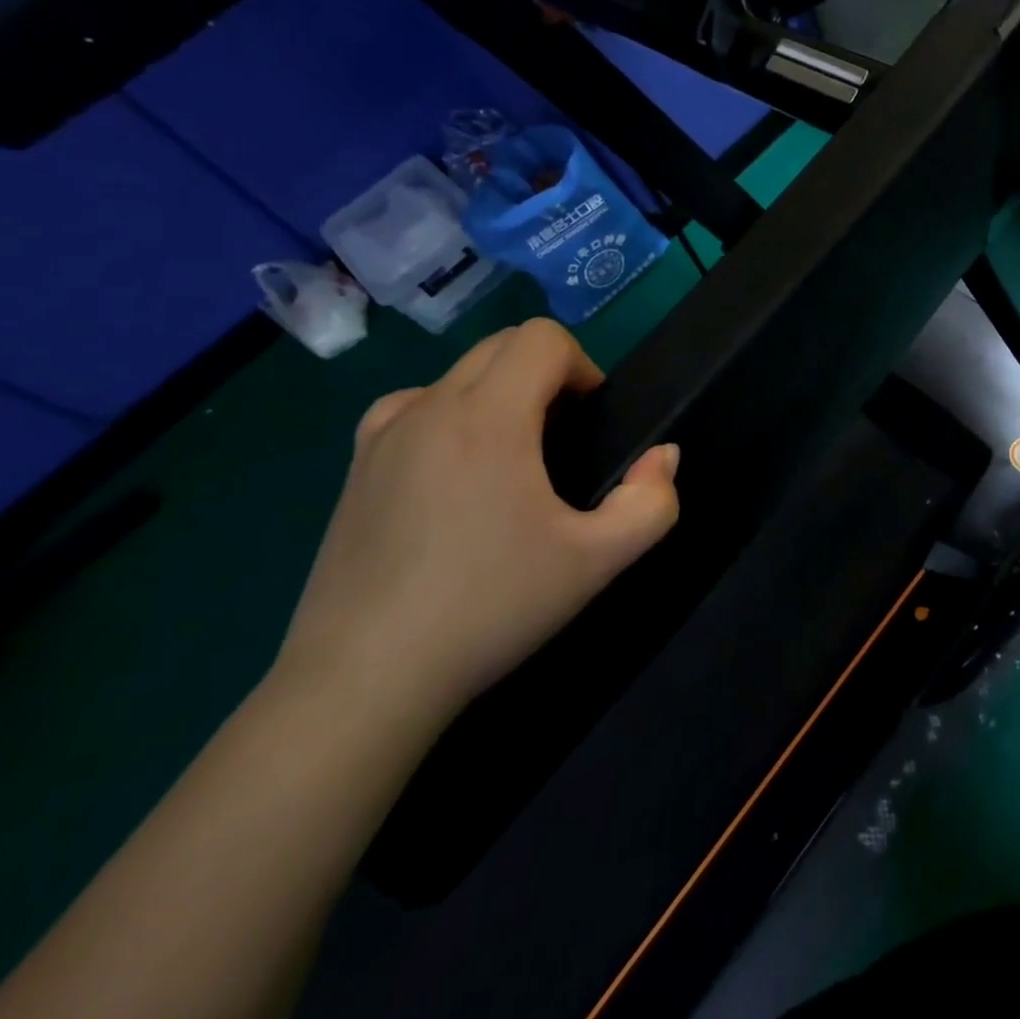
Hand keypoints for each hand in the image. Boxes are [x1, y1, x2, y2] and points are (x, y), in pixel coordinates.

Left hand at [276, 319, 680, 729]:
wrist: (364, 680)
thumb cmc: (489, 608)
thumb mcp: (596, 562)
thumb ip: (651, 502)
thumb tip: (664, 457)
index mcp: (488, 417)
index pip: (542, 337)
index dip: (583, 366)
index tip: (591, 422)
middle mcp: (430, 407)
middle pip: (501, 345)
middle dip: (546, 374)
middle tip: (563, 441)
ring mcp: (383, 434)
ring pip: (458, 374)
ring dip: (498, 393)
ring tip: (510, 460)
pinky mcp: (355, 466)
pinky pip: (413, 407)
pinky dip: (448, 416)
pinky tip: (453, 473)